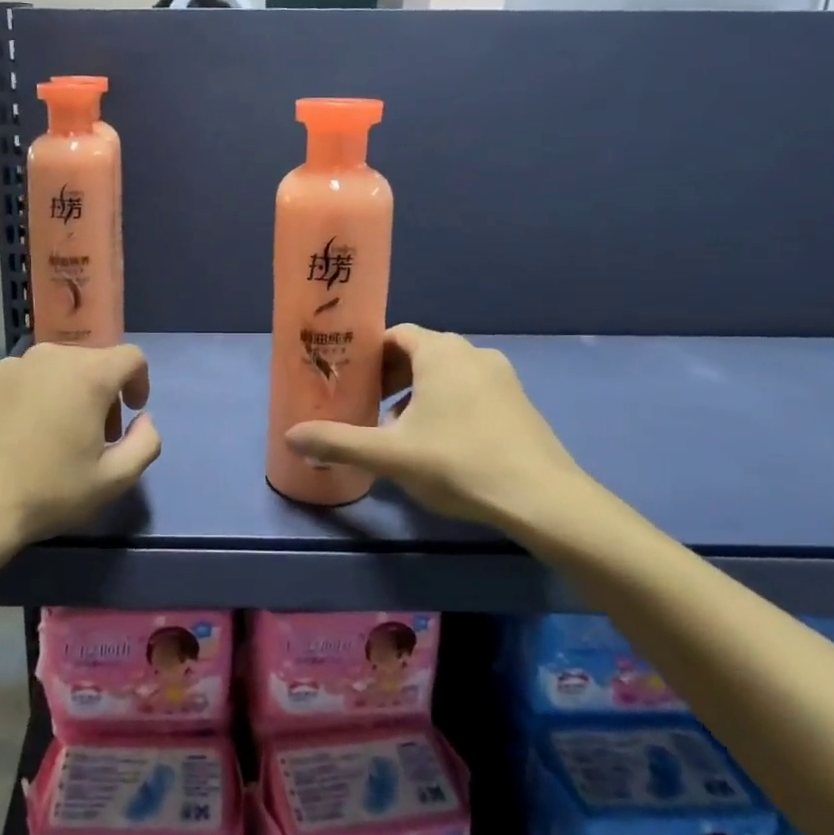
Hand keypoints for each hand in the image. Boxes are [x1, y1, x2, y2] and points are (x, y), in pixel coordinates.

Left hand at [0, 342, 161, 548]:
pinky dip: (27, 395)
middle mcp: (50, 356)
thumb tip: (144, 420)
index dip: (139, 382)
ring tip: (50, 434)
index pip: (131, 357)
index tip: (131, 413)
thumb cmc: (48, 492)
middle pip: (90, 362)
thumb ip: (146, 443)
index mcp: (89, 375)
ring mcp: (9, 364)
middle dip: (101, 392)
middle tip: (92, 434)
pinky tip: (14, 432)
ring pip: (52, 368)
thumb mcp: (114, 480)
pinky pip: (17, 378)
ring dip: (63, 391)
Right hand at [285, 325, 605, 537]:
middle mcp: (472, 353)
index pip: (395, 335)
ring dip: (418, 393)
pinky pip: (471, 390)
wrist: (543, 499)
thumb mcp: (390, 454)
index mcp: (440, 352)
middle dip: (390, 377)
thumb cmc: (458, 462)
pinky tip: (440, 443)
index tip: (349, 380)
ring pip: (447, 373)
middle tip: (367, 407)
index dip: (368, 355)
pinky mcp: (519, 402)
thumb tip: (290, 436)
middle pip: (420, 353)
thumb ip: (338, 442)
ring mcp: (501, 376)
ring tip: (399, 429)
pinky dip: (448, 404)